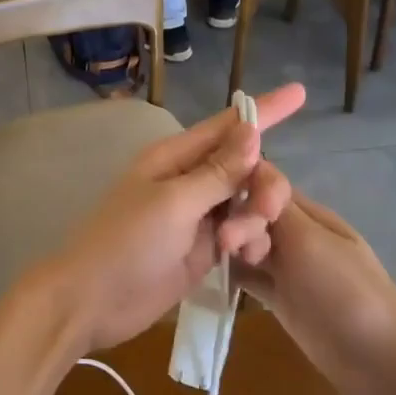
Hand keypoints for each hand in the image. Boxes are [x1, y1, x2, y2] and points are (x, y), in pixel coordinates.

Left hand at [30, 85, 305, 355]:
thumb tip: (252, 130)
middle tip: (267, 210)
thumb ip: (217, 172)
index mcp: (175, 157)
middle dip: (262, 184)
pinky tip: (244, 257)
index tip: (301, 92)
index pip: (227, 125)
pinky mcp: (204, 248)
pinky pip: (240, 233)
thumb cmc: (127, 242)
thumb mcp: (174, 204)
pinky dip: (249, 241)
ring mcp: (198, 215)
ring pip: (246, 202)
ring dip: (253, 218)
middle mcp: (189, 180)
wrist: (94, 302)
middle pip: (245, 167)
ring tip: (235, 246)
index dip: (265, 110)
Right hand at [237, 175, 395, 394]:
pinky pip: (249, 277)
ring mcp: (289, 269)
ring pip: (249, 245)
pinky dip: (232, 273)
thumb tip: (252, 169)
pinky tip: (210, 273)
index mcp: (309, 214)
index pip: (267, 185)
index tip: (223, 203)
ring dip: (231, 246)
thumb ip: (277, 208)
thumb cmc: (345, 289)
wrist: (380, 358)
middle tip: (226, 245)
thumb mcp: (310, 241)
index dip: (243, 187)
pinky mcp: (280, 300)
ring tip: (215, 258)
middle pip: (254, 214)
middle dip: (236, 222)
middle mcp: (297, 236)